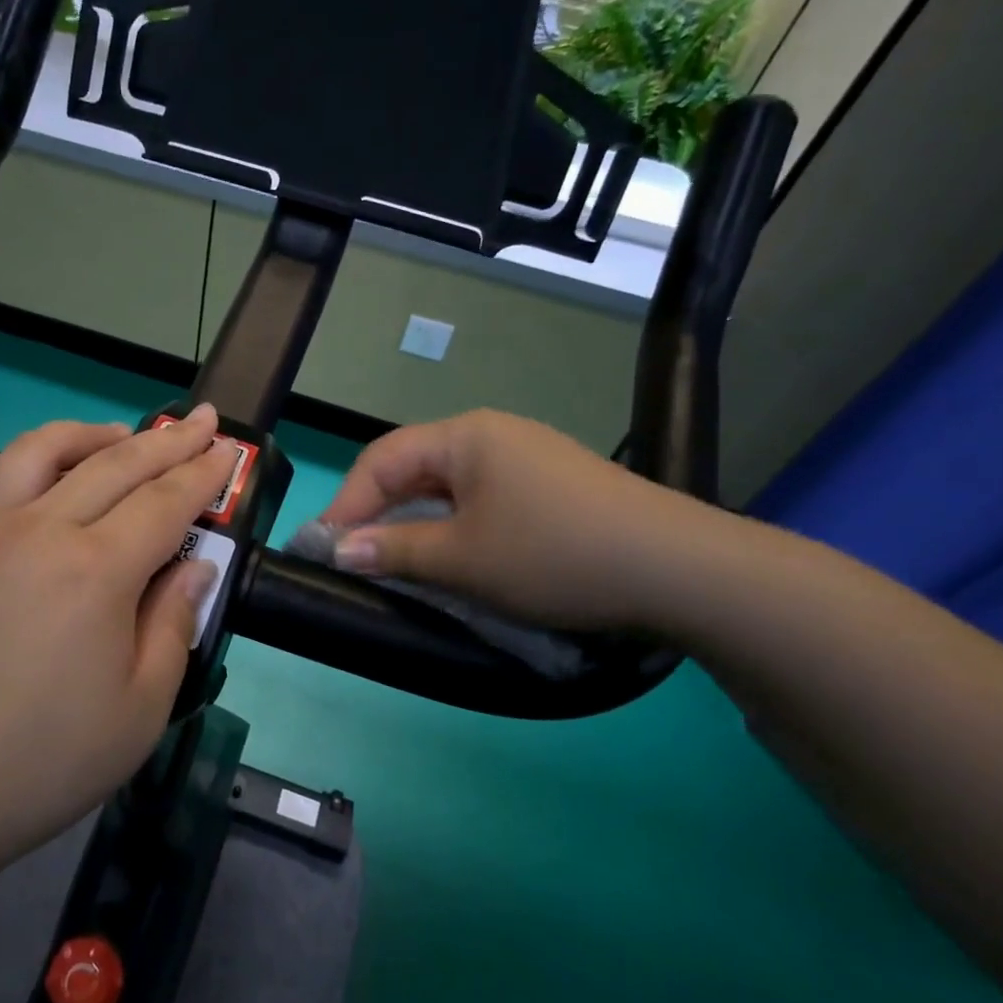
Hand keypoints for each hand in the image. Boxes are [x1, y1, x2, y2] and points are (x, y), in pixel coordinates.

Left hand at [0, 408, 237, 875]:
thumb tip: (194, 566)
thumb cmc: (39, 763)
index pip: (165, 501)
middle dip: (168, 439)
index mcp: (96, 569)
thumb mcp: (140, 710)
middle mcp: (41, 530)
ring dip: (95, 434)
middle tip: (203, 420)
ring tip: (124, 434)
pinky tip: (52, 481)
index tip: (229, 448)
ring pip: (45, 450)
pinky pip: (0, 480)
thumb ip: (173, 624)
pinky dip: (39, 461)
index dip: (204, 473)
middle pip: (116, 463)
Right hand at [320, 409, 722, 632]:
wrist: (678, 568)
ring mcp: (527, 458)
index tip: (323, 550)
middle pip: (414, 467)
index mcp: (466, 435)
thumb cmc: (555, 553)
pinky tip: (452, 556)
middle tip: (353, 557)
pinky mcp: (552, 487)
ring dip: (415, 522)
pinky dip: (453, 526)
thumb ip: (396, 551)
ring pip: (448, 487)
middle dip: (378, 511)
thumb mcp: (464, 558)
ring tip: (394, 560)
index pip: (383, 460)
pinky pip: (482, 499)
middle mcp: (493, 434)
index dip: (347, 504)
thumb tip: (340, 550)